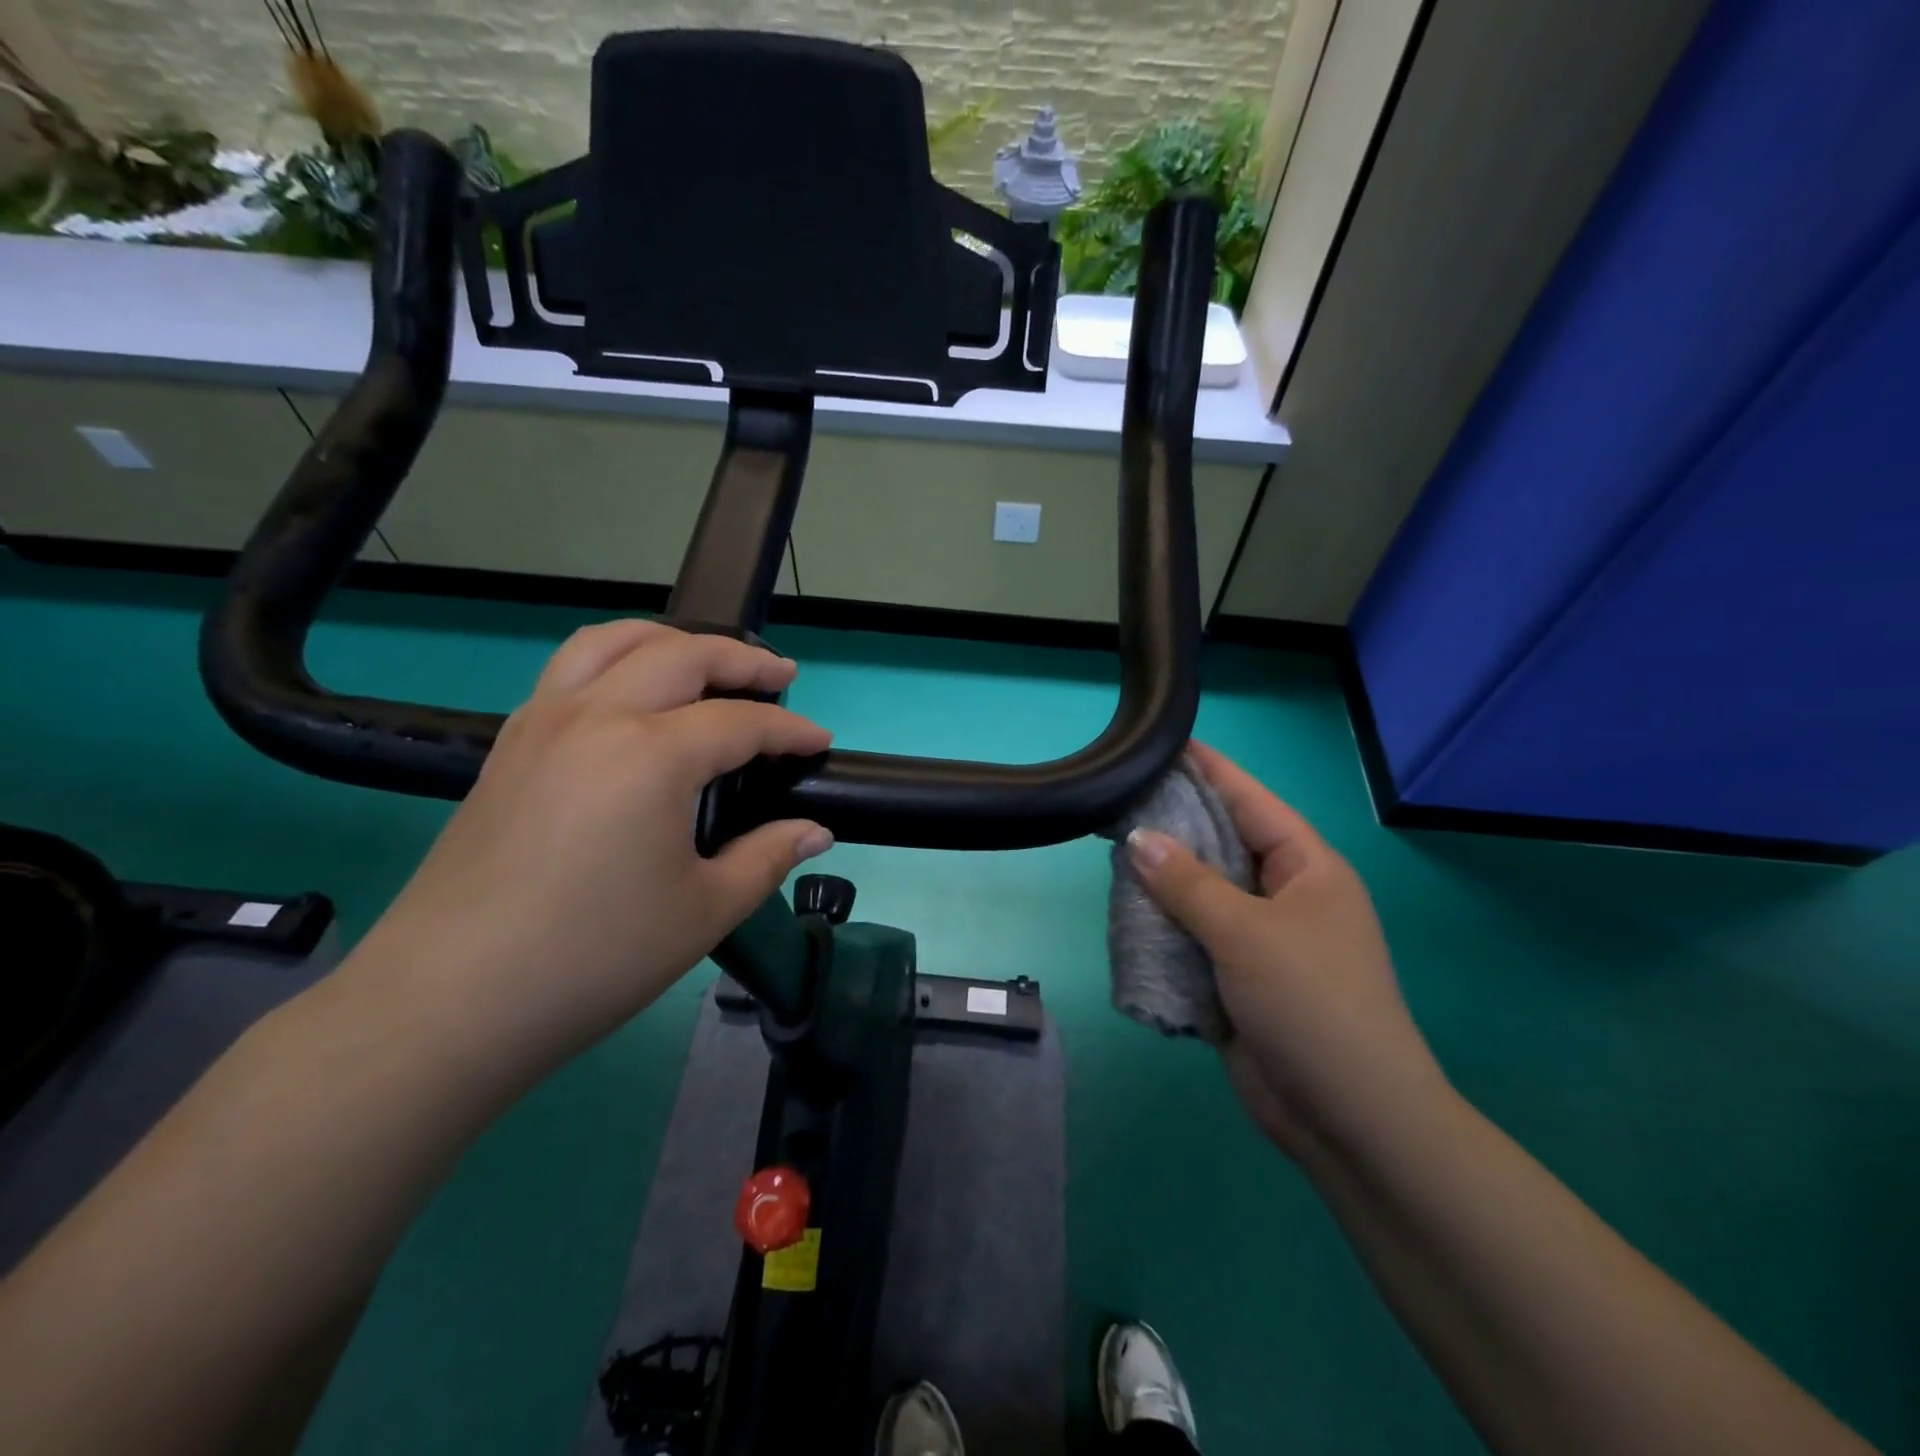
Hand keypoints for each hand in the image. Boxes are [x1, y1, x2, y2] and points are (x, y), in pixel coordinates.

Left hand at [340, 621, 833, 1083]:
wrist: (450, 1001)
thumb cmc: (594, 956)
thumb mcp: (705, 910)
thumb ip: (768, 857)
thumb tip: (815, 831)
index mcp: (651, 754)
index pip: (740, 722)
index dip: (789, 730)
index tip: (820, 742)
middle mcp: (596, 716)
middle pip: (681, 655)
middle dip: (740, 659)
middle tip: (780, 674)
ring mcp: (542, 724)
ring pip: (612, 643)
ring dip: (669, 640)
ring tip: (703, 661)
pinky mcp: (508, 747)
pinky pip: (568, 671)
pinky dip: (615, 661)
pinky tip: (631, 699)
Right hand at [1127, 742, 1446, 1162]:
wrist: (1349, 1120)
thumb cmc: (1312, 1005)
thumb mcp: (1248, 933)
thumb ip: (1188, 883)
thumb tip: (1138, 837)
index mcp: (1307, 869)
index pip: (1252, 802)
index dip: (1211, 771)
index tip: (1166, 744)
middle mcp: (1284, 896)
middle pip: (1222, 846)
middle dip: (1175, 826)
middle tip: (1118, 800)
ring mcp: (1261, 941)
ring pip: (1201, 895)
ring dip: (1162, 883)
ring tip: (1109, 853)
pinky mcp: (1237, 980)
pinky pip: (1193, 939)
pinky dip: (1162, 929)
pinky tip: (1123, 914)